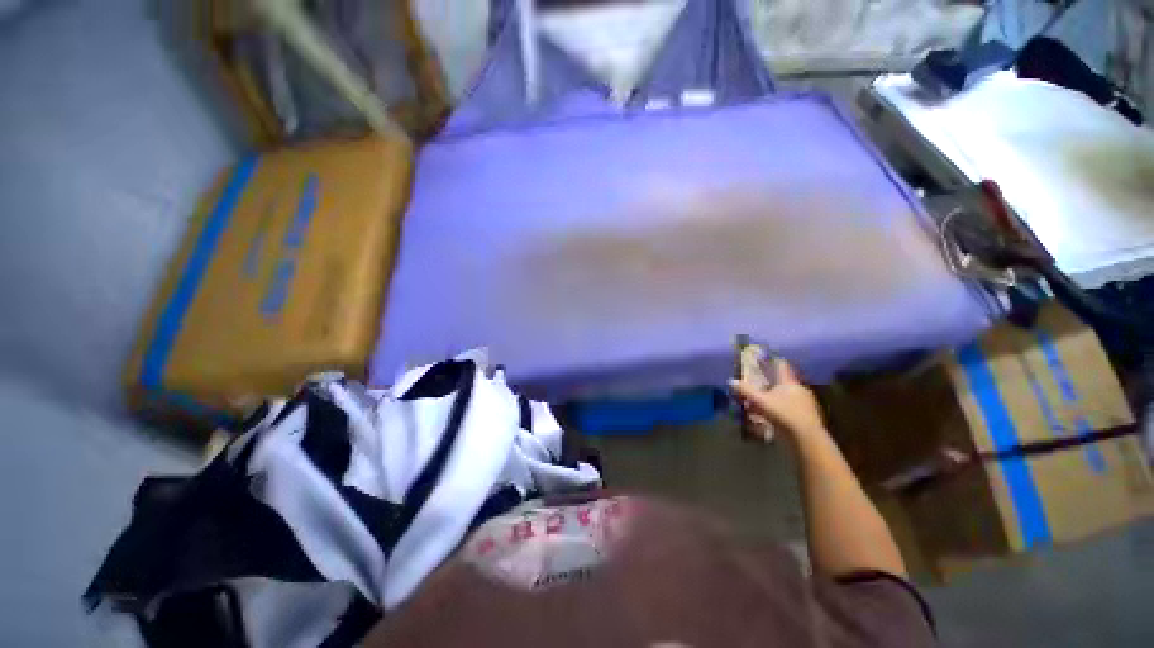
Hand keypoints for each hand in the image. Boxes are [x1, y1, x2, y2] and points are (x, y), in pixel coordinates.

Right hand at [730, 359, 826, 440]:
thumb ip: (745, 390)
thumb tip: (731, 381)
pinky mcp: (808, 417)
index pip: (781, 365)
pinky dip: (781, 411)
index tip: (760, 362)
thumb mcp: (760, 401)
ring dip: (774, 400)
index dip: (770, 362)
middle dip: (769, 385)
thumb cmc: (784, 415)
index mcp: (789, 382)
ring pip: (786, 397)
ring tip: (760, 406)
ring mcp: (806, 403)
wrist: (808, 439)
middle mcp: (799, 389)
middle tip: (756, 388)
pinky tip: (772, 418)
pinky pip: (791, 409)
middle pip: (782, 382)